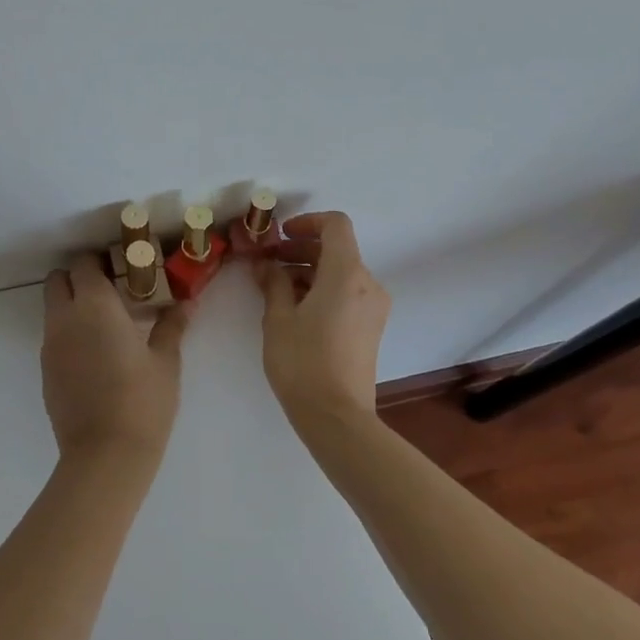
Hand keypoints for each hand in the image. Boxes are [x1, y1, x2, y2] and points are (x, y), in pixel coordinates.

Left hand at [41, 255, 190, 464]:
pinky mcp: (45, 371)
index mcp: (94, 305)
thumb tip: (185, 303)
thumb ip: (172, 326)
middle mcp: (65, 318)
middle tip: (110, 292)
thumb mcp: (165, 361)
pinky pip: (53, 337)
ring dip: (72, 306)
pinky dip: (69, 333)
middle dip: (79, 278)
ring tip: (105, 325)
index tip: (122, 269)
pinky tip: (95, 355)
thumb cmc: (142, 401)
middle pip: (58, 280)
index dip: (100, 261)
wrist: (104, 456)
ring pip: (53, 309)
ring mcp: (50, 346)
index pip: (84, 263)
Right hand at [252, 211, 390, 424]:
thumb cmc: (303, 362)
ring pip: (341, 273)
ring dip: (309, 271)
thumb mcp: (278, 319)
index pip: (336, 225)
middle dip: (301, 250)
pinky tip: (296, 310)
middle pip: (337, 249)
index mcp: (347, 274)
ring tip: (276, 290)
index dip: (308, 222)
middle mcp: (368, 284)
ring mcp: (374, 307)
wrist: (337, 417)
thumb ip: (273, 283)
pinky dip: (323, 290)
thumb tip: (266, 265)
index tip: (281, 236)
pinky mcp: (371, 327)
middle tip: (268, 263)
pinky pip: (348, 293)